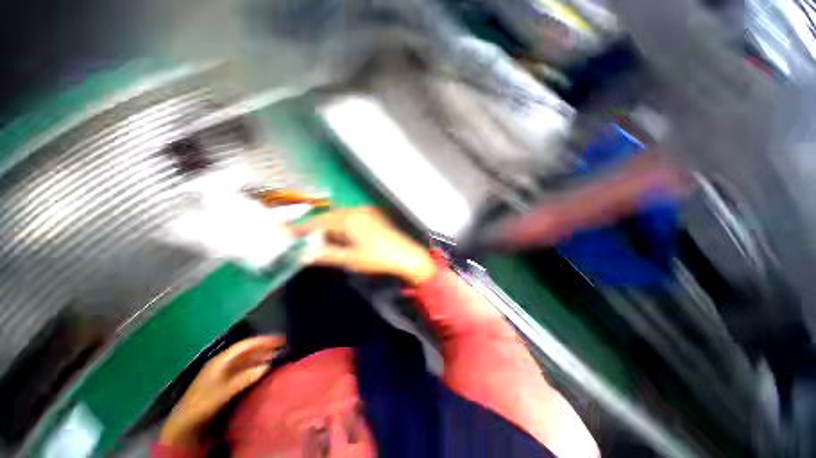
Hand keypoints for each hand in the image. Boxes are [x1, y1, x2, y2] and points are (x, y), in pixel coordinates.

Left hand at [159, 336, 285, 446]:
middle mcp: (224, 362)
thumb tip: (268, 365)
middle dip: (266, 347)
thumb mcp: (223, 392)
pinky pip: (246, 369)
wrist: (185, 424)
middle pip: (248, 350)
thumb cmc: (203, 404)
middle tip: (285, 346)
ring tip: (279, 356)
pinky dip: (258, 366)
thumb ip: (244, 378)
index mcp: (222, 360)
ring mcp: (225, 372)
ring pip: (248, 359)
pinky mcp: (227, 382)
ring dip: (263, 356)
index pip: (246, 344)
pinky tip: (266, 369)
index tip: (281, 339)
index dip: (264, 340)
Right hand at [294, 208, 436, 284]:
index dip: (302, 227)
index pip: (319, 221)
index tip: (287, 233)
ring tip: (318, 240)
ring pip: (339, 216)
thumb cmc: (378, 258)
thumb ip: (326, 255)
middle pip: (328, 217)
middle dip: (315, 227)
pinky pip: (350, 218)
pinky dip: (340, 226)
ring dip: (328, 227)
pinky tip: (338, 236)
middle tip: (302, 239)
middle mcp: (356, 210)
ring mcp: (366, 212)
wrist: (407, 256)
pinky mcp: (372, 216)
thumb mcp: (350, 258)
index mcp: (349, 218)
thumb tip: (305, 255)